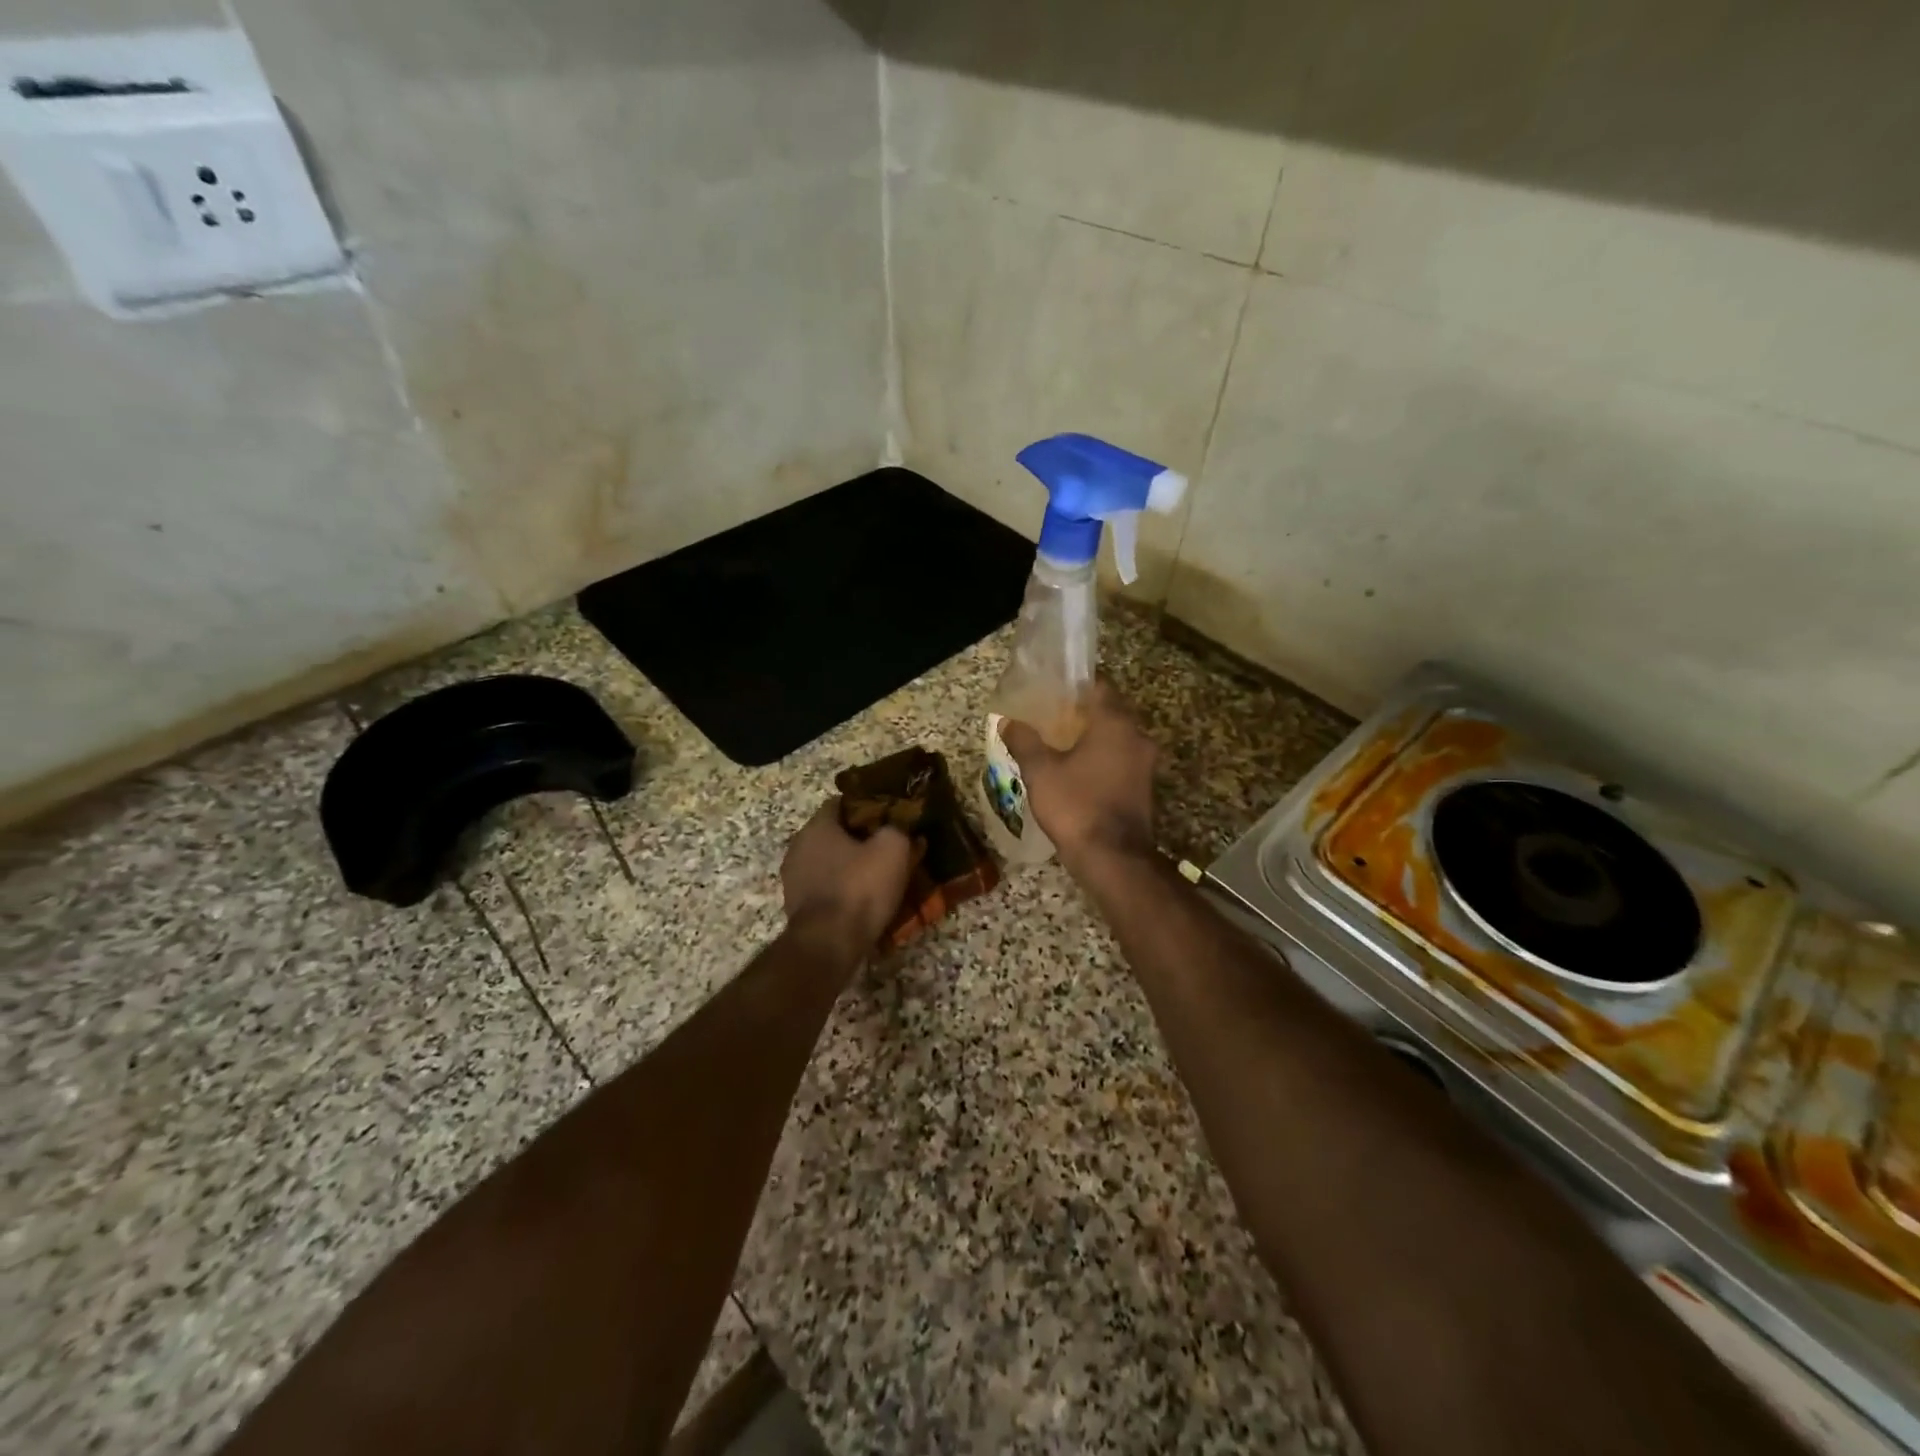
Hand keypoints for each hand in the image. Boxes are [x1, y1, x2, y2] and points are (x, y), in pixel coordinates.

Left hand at [780, 800, 913, 964]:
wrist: (829, 944)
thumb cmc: (860, 888)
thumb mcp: (893, 849)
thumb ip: (898, 828)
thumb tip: (902, 827)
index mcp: (817, 826)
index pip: (841, 803)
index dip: (868, 807)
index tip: (889, 818)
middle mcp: (798, 847)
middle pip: (834, 834)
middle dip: (860, 839)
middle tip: (888, 849)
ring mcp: (793, 879)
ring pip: (829, 862)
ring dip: (851, 867)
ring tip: (879, 877)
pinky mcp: (797, 906)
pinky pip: (826, 888)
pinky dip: (842, 890)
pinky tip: (863, 901)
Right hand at [1002, 682, 1157, 876]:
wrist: (1112, 858)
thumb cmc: (1076, 805)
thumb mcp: (1040, 771)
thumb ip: (1025, 742)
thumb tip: (1008, 722)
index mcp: (1115, 723)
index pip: (1100, 687)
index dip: (1076, 686)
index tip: (1054, 690)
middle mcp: (1137, 736)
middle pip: (1111, 712)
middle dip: (1083, 713)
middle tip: (1052, 716)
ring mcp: (1145, 764)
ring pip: (1118, 738)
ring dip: (1095, 738)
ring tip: (1061, 743)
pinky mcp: (1144, 787)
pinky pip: (1122, 760)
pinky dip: (1103, 759)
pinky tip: (1078, 770)